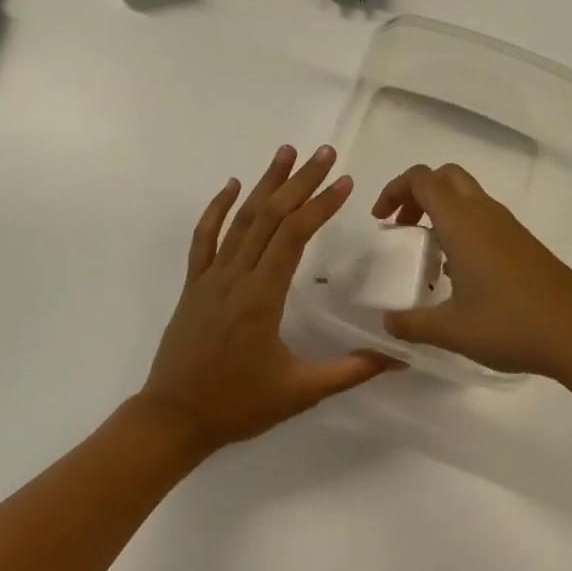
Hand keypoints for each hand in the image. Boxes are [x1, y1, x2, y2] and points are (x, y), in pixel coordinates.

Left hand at [135, 146, 399, 454]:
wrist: (173, 418)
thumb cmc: (238, 405)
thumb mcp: (300, 392)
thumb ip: (350, 370)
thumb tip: (398, 358)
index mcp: (262, 297)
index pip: (294, 236)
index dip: (320, 205)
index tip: (345, 182)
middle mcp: (235, 276)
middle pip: (270, 216)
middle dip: (300, 181)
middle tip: (325, 153)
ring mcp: (210, 276)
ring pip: (240, 219)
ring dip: (264, 183)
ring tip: (286, 153)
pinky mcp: (193, 284)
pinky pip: (204, 237)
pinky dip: (217, 208)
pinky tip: (231, 185)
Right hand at [372, 163, 571, 384]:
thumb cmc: (511, 325)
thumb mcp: (452, 331)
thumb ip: (412, 324)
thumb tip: (387, 323)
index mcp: (461, 222)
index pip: (421, 179)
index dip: (394, 189)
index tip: (381, 220)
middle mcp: (484, 213)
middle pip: (445, 176)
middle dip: (417, 192)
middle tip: (402, 226)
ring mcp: (508, 226)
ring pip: (467, 194)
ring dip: (440, 209)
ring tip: (428, 250)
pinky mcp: (524, 243)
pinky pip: (484, 216)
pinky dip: (462, 225)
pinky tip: (461, 270)